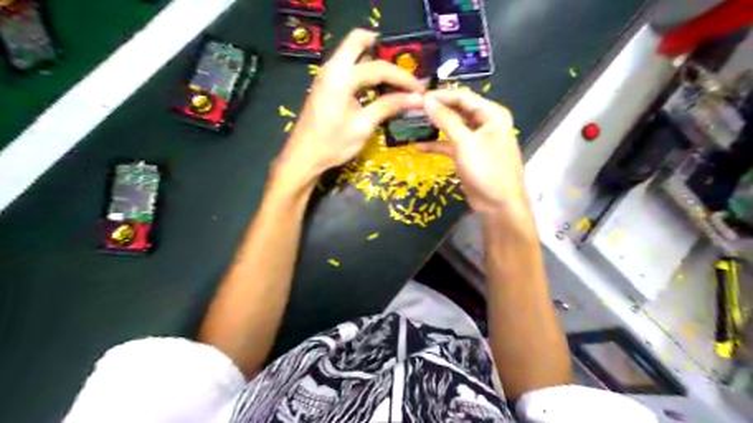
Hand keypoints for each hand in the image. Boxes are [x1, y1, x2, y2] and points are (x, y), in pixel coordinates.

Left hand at [276, 29, 426, 187]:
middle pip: (358, 41)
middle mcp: (332, 69)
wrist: (304, 157)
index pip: (378, 68)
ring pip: (352, 53)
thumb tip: (416, 98)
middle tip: (401, 71)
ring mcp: (326, 75)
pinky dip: (363, 71)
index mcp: (341, 77)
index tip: (420, 89)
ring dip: (373, 61)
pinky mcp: (326, 85)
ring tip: (394, 81)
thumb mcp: (363, 126)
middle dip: (383, 51)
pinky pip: (347, 67)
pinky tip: (376, 88)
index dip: (402, 77)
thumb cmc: (333, 144)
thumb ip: (388, 106)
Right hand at [418, 89, 527, 213]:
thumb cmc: (486, 169)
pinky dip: (437, 145)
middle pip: (458, 110)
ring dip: (436, 126)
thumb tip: (428, 101)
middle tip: (414, 107)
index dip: (441, 95)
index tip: (418, 96)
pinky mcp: (469, 155)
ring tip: (414, 122)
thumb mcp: (465, 142)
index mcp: (491, 114)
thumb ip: (447, 120)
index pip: (463, 97)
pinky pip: (451, 145)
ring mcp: (477, 140)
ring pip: (453, 127)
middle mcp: (485, 123)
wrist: (498, 204)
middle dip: (437, 109)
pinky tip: (419, 146)